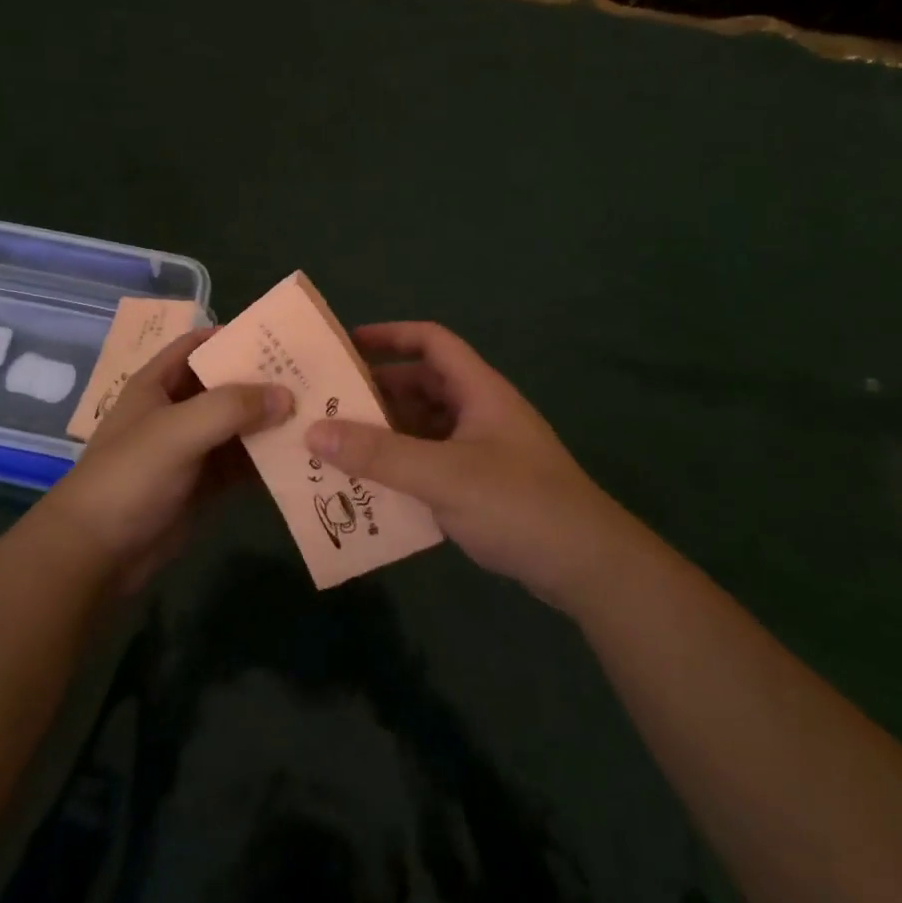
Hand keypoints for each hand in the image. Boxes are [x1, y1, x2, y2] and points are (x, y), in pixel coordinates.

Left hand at [41, 328, 290, 591]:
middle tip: (313, 378)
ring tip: (320, 415)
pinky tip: (302, 457)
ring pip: (239, 426)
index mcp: (158, 384)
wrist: (97, 552)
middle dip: (265, 381)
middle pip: (226, 385)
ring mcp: (192, 448)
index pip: (199, 345)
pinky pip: (242, 463)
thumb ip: (231, 407)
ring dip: (271, 422)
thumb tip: (287, 395)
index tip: (281, 338)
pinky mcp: (204, 484)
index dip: (234, 336)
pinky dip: (267, 459)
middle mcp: (177, 410)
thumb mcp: (177, 431)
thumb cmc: (130, 477)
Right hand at [304, 322, 634, 610]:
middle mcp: (480, 413)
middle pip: (422, 387)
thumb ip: (380, 455)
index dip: (390, 335)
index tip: (344, 346)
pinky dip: (402, 469)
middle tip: (326, 406)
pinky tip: (370, 489)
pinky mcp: (482, 487)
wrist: (587, 566)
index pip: (432, 342)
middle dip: (376, 393)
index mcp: (479, 391)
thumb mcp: (444, 475)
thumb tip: (314, 432)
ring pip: (424, 428)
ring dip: (386, 435)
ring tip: (336, 448)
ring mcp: (482, 451)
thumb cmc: (518, 504)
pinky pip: (431, 464)